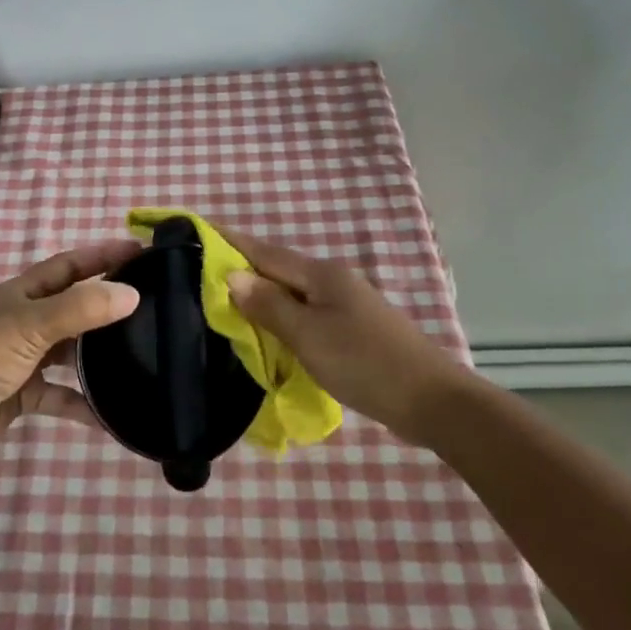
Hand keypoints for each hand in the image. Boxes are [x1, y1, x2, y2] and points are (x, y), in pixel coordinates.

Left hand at [0, 239, 142, 466]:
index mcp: (23, 294)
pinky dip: (84, 404)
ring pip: (70, 352)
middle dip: (107, 305)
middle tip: (151, 306)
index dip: (102, 256)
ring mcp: (24, 359)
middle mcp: (25, 321)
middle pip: (74, 307)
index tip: (141, 253)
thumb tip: (132, 294)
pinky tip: (112, 414)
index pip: (70, 265)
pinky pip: (62, 396)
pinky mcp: (24, 395)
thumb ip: (81, 309)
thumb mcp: (31, 325)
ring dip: (98, 356)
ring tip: (140, 355)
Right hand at [220, 227, 473, 445]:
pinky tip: (268, 332)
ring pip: (291, 294)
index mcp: (320, 274)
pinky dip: (281, 318)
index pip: (264, 252)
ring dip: (261, 296)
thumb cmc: (364, 363)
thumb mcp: (308, 335)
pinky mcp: (352, 330)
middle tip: (200, 274)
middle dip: (242, 268)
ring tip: (225, 303)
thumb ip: (269, 305)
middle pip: (277, 270)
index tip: (199, 229)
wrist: (431, 401)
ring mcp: (345, 305)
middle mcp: (332, 281)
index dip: (231, 241)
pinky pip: (305, 315)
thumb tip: (232, 276)